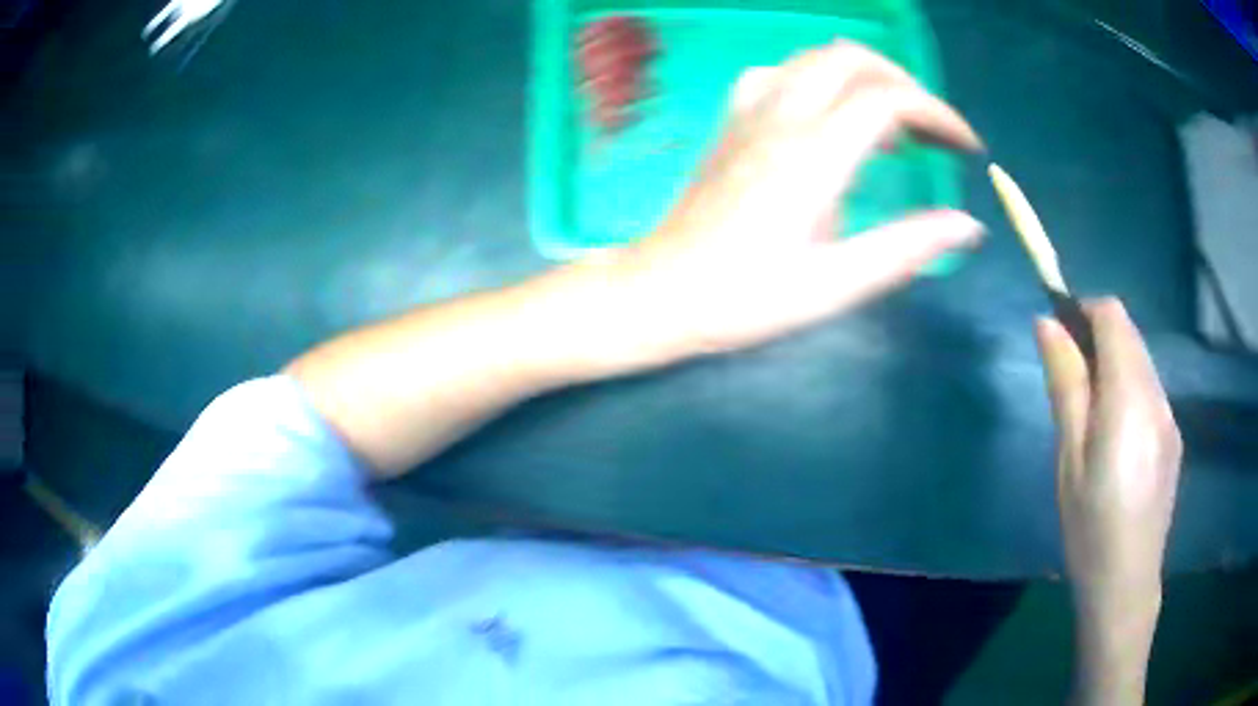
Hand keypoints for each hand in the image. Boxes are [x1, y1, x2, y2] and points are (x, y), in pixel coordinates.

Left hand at [604, 40, 985, 359]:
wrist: (660, 292)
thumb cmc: (744, 299)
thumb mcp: (834, 285)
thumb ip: (905, 249)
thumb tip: (967, 225)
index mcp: (811, 156)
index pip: (888, 100)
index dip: (937, 113)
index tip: (966, 147)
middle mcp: (779, 118)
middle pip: (850, 58)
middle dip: (904, 82)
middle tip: (930, 130)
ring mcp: (748, 115)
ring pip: (813, 59)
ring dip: (863, 77)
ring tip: (890, 128)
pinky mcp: (731, 124)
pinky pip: (777, 75)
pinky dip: (817, 81)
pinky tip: (827, 117)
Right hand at [1036, 298, 1181, 604]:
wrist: (1126, 582)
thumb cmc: (1089, 524)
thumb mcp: (1069, 456)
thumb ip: (1065, 384)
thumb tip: (1047, 323)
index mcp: (1129, 394)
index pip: (1112, 316)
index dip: (1084, 309)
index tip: (1060, 332)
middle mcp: (1157, 393)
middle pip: (1129, 335)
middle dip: (1098, 337)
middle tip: (1069, 379)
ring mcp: (1169, 415)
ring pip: (1141, 362)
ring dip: (1115, 366)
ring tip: (1091, 417)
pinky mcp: (1173, 436)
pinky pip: (1150, 391)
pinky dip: (1130, 391)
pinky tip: (1117, 440)